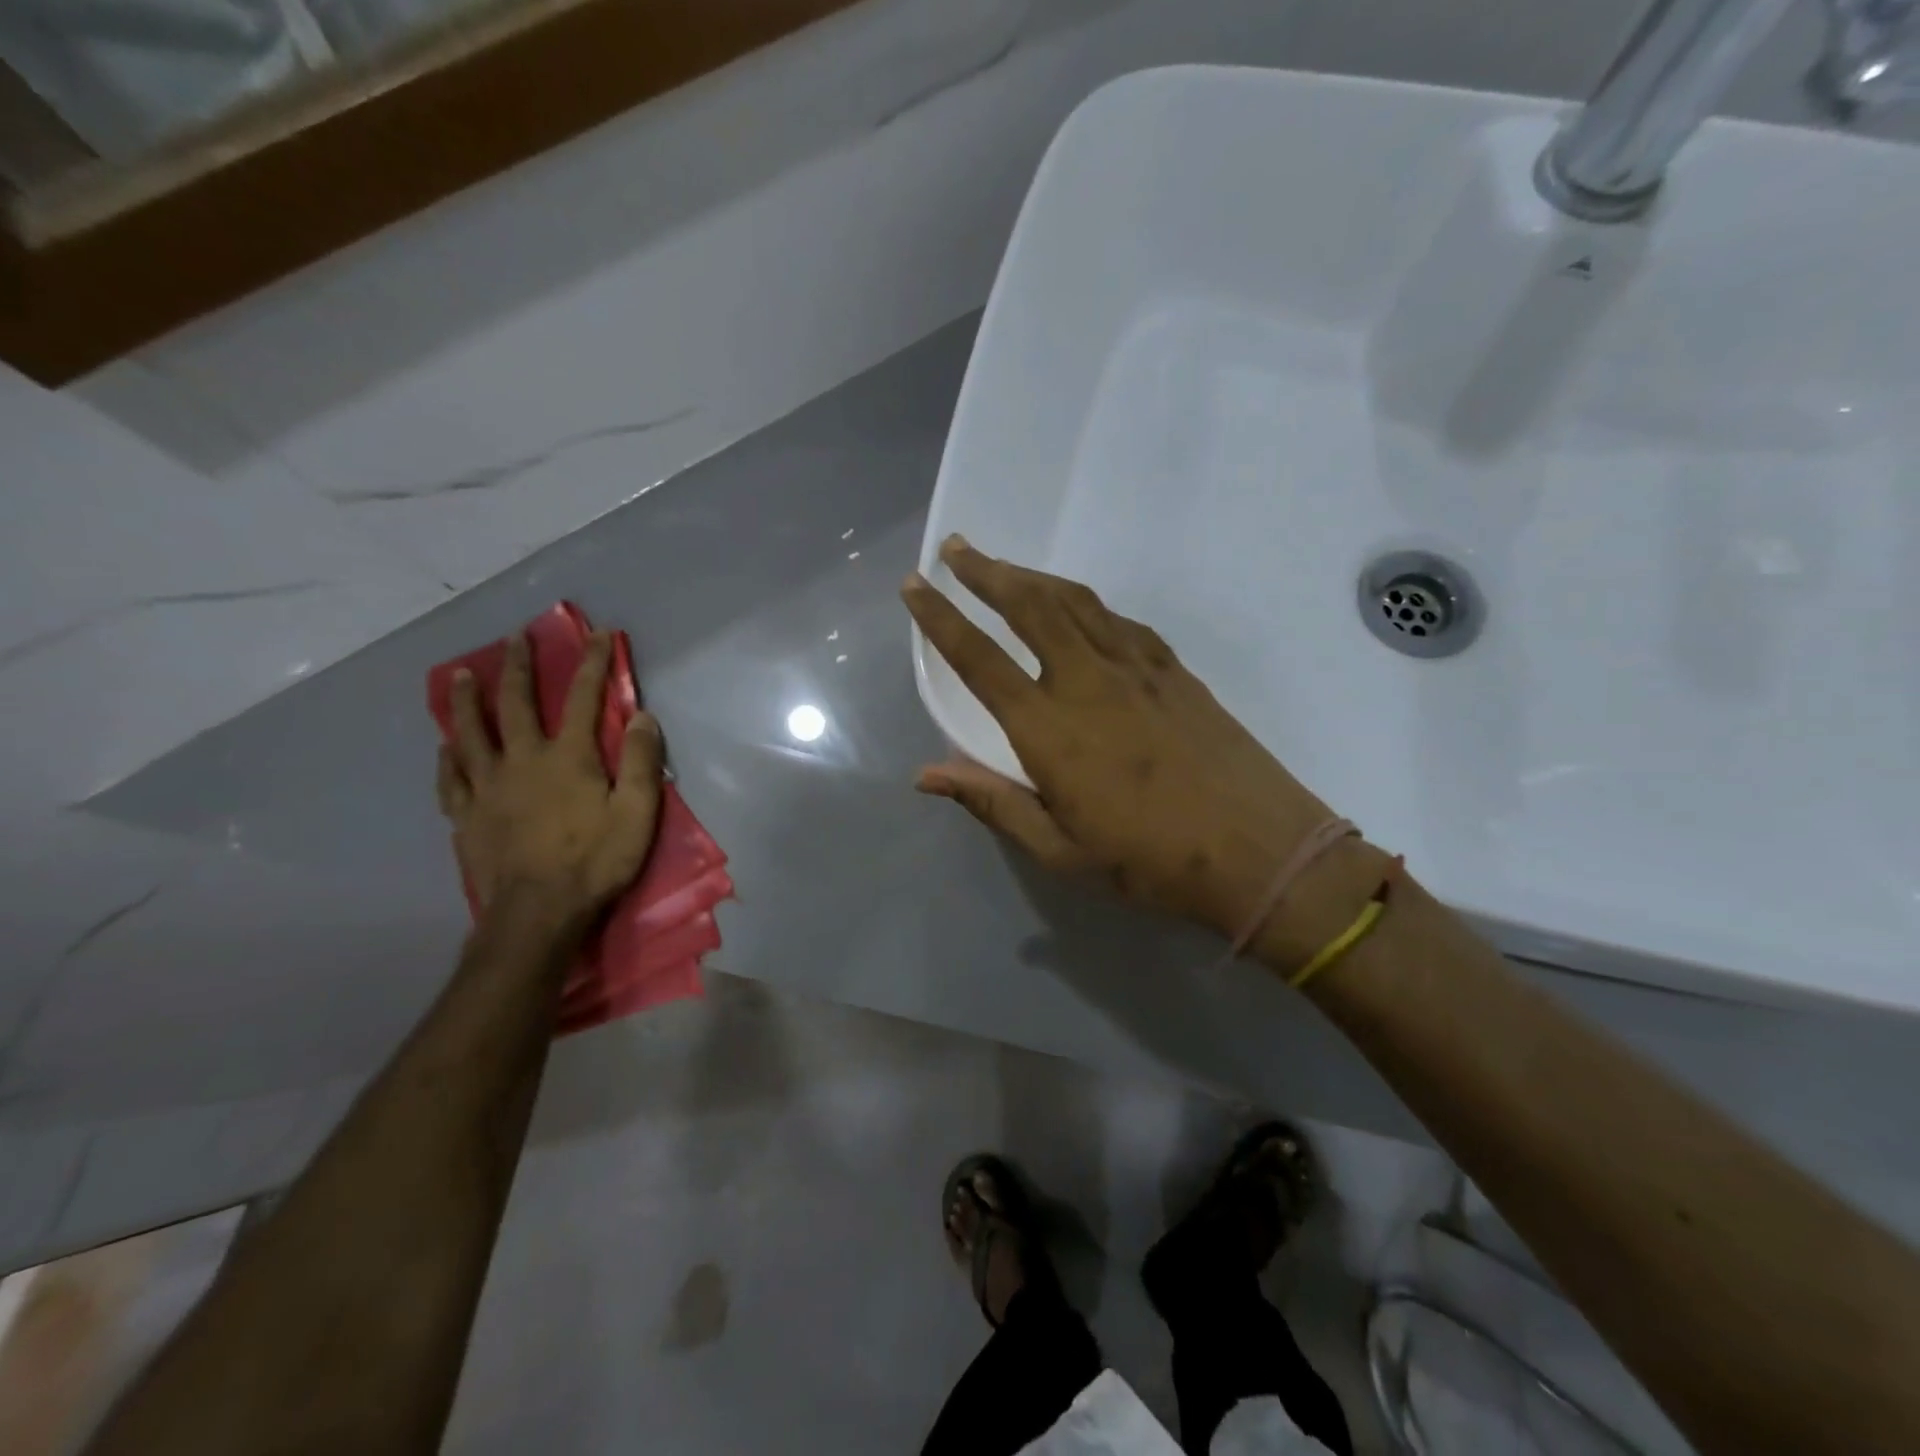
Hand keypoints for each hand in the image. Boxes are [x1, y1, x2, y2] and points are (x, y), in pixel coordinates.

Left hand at [437, 631, 663, 921]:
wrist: (538, 914)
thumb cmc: (596, 862)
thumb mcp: (638, 813)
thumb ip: (642, 762)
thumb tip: (642, 716)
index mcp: (568, 758)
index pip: (583, 698)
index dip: (590, 663)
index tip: (595, 634)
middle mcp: (523, 761)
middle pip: (516, 704)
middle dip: (519, 667)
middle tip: (515, 638)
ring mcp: (488, 788)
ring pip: (471, 733)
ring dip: (468, 700)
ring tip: (464, 674)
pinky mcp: (467, 816)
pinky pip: (453, 778)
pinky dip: (449, 757)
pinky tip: (445, 746)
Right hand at [903, 537, 1372, 951]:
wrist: (1261, 852)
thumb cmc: (1150, 862)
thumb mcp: (1060, 850)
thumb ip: (992, 803)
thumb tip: (926, 774)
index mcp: (1050, 728)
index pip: (980, 660)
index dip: (940, 619)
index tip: (914, 586)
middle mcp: (1088, 681)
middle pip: (1030, 606)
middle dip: (987, 572)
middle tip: (957, 548)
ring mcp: (1137, 669)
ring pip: (1075, 602)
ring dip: (1033, 578)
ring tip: (1005, 567)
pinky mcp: (1174, 671)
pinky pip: (1118, 621)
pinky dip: (1086, 604)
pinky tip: (1079, 609)